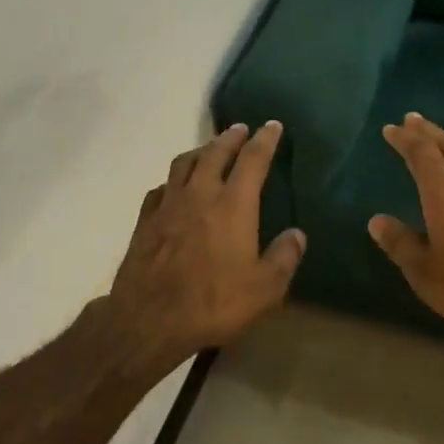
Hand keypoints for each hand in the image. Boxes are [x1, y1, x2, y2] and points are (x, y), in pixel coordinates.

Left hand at [108, 120, 306, 358]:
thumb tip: (297, 234)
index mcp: (233, 205)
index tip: (272, 125)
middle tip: (241, 129)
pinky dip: (173, 181)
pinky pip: (161, 188)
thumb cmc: (214, 302)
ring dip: (200, 150)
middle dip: (231, 138)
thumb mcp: (264, 289)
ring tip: (209, 148)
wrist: (150, 318)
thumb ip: (284, 258)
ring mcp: (169, 205)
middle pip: (215, 153)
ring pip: (184, 163)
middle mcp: (200, 194)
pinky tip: (173, 187)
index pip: (253, 160)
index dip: (265, 139)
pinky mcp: (146, 220)